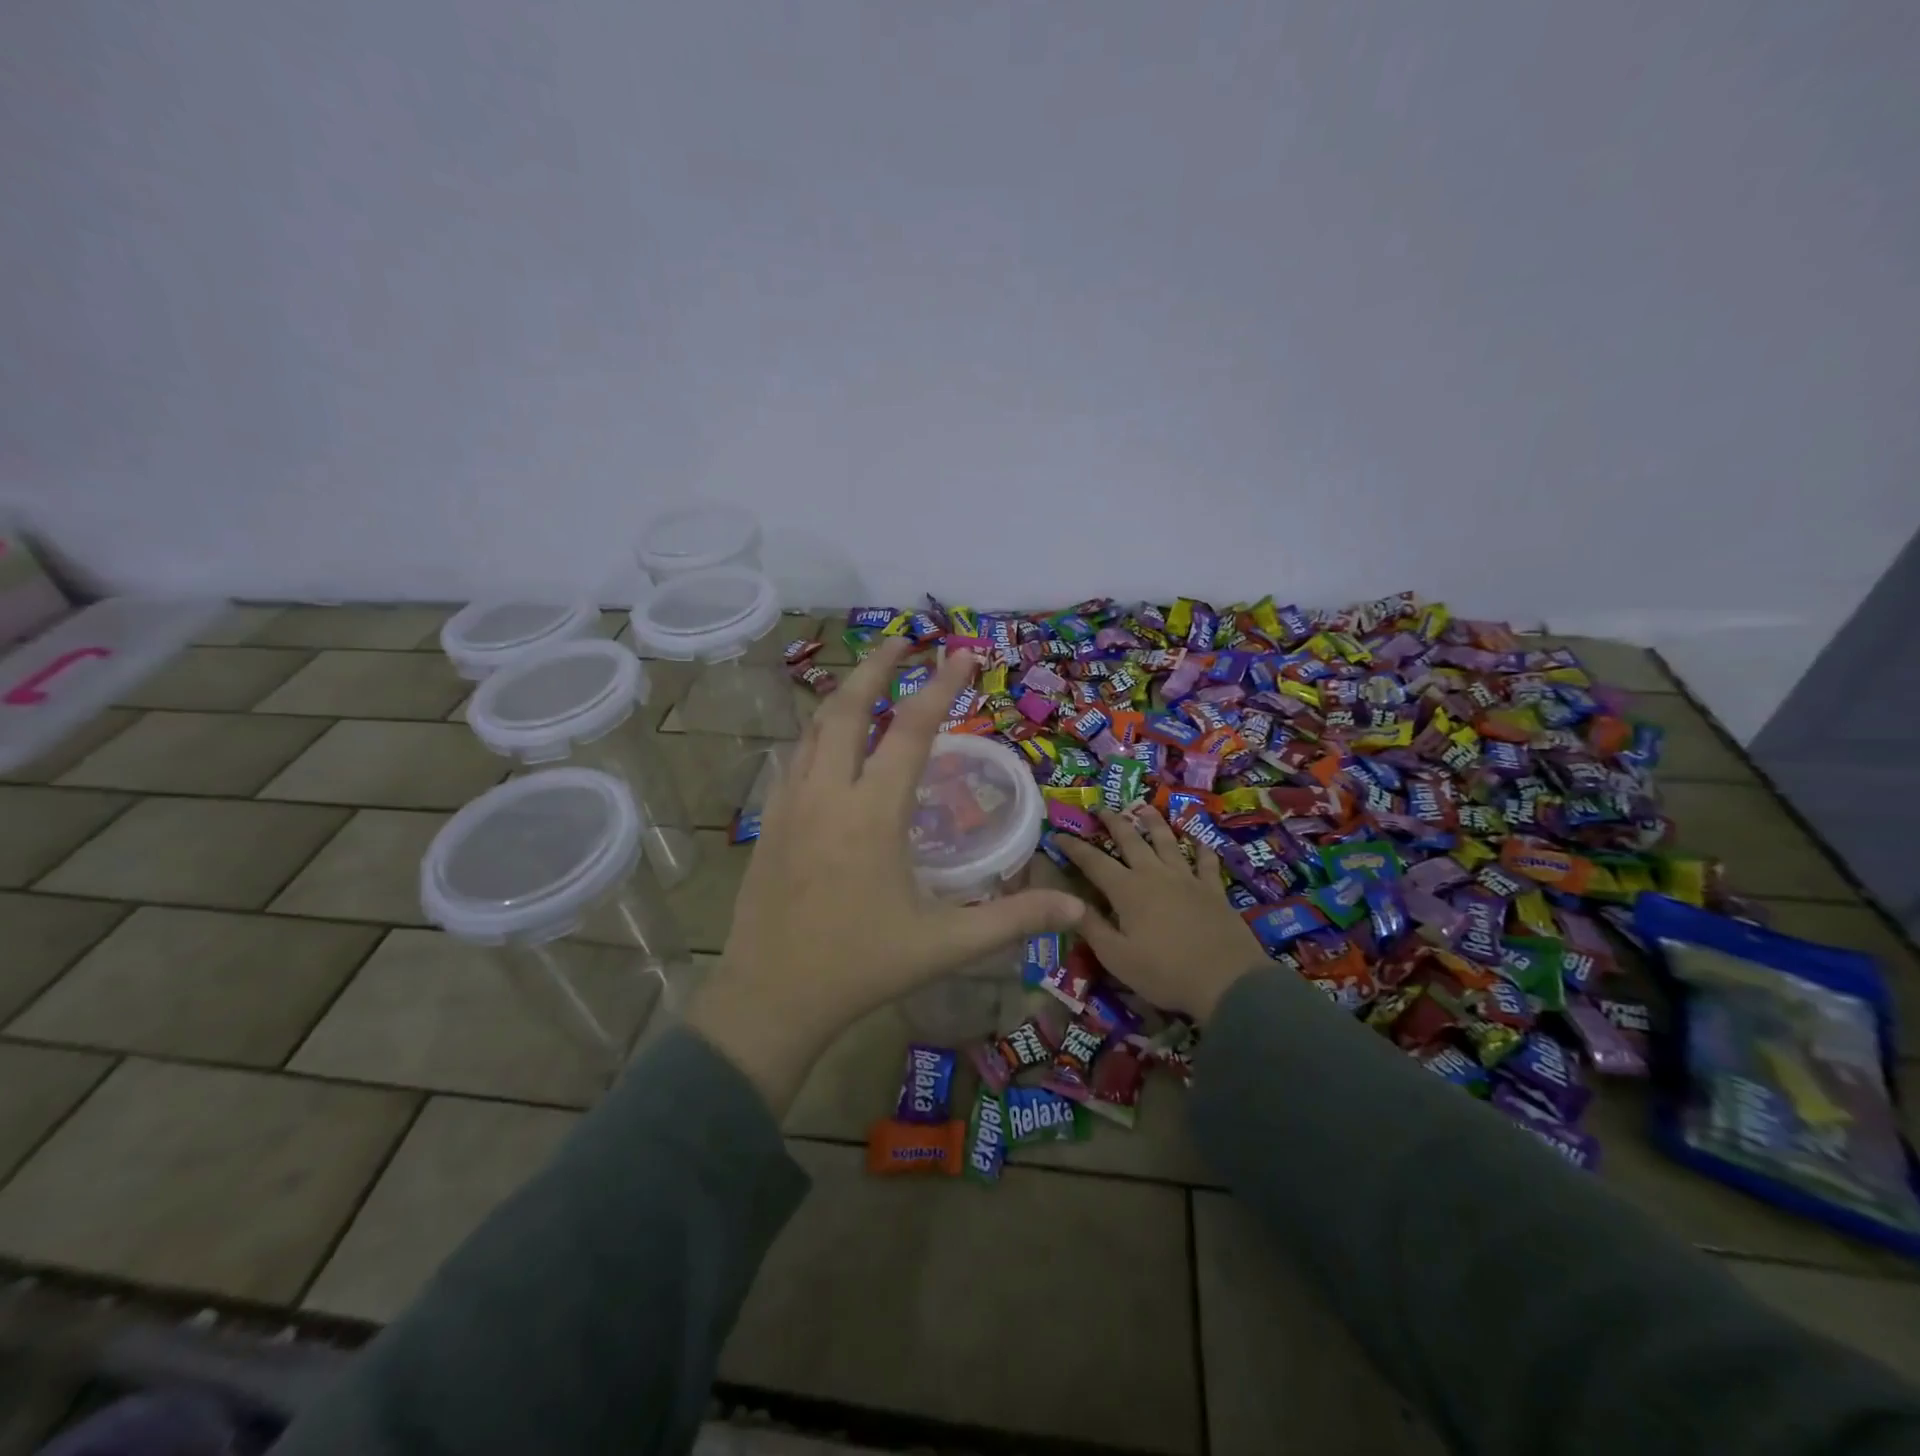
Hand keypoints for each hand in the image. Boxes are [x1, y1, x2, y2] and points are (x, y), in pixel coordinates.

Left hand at [686, 637, 1084, 1111]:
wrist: (768, 999)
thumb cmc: (860, 968)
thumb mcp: (944, 945)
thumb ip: (1012, 920)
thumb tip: (1076, 910)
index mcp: (872, 813)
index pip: (910, 732)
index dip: (940, 688)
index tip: (961, 652)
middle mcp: (828, 794)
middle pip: (848, 709)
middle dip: (877, 667)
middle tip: (903, 640)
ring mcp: (790, 805)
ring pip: (814, 729)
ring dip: (844, 694)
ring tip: (869, 677)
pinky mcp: (770, 822)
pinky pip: (795, 758)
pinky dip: (817, 732)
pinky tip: (828, 741)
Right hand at [1053, 809, 1267, 1021]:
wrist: (1227, 982)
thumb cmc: (1164, 972)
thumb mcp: (1116, 957)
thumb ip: (1091, 926)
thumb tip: (1067, 901)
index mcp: (1127, 890)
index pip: (1093, 861)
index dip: (1074, 847)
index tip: (1058, 835)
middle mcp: (1154, 874)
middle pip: (1130, 840)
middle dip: (1113, 822)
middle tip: (1101, 809)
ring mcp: (1186, 879)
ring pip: (1167, 841)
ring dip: (1154, 823)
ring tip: (1145, 808)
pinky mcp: (1212, 890)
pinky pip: (1205, 862)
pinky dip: (1201, 849)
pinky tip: (1200, 841)